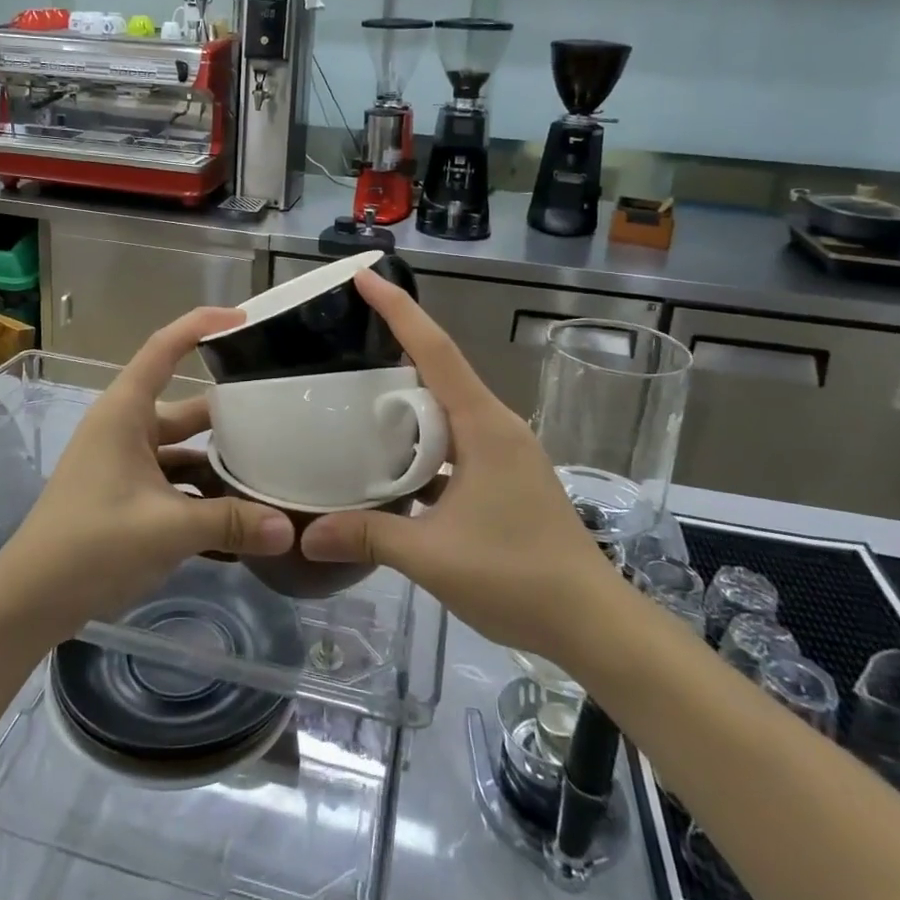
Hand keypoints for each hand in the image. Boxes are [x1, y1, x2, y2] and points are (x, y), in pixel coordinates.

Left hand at [0, 307, 294, 641]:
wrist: (29, 601)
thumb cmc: (90, 544)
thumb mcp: (166, 529)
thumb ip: (230, 522)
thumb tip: (290, 529)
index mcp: (125, 413)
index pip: (164, 348)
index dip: (201, 325)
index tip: (244, 319)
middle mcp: (126, 429)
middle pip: (187, 407)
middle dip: (230, 412)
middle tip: (280, 412)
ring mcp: (126, 464)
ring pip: (185, 450)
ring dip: (220, 464)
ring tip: (272, 470)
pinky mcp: (127, 496)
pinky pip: (175, 483)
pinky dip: (204, 496)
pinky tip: (242, 520)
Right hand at [301, 271, 624, 656]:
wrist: (592, 623)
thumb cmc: (517, 576)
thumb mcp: (433, 556)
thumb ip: (368, 536)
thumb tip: (306, 534)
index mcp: (482, 425)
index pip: (434, 350)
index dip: (398, 309)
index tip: (364, 276)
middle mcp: (494, 426)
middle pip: (438, 371)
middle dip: (394, 350)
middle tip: (343, 342)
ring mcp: (503, 452)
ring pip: (445, 409)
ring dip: (406, 403)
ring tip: (356, 401)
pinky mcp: (504, 477)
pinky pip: (454, 441)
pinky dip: (421, 442)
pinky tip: (390, 463)